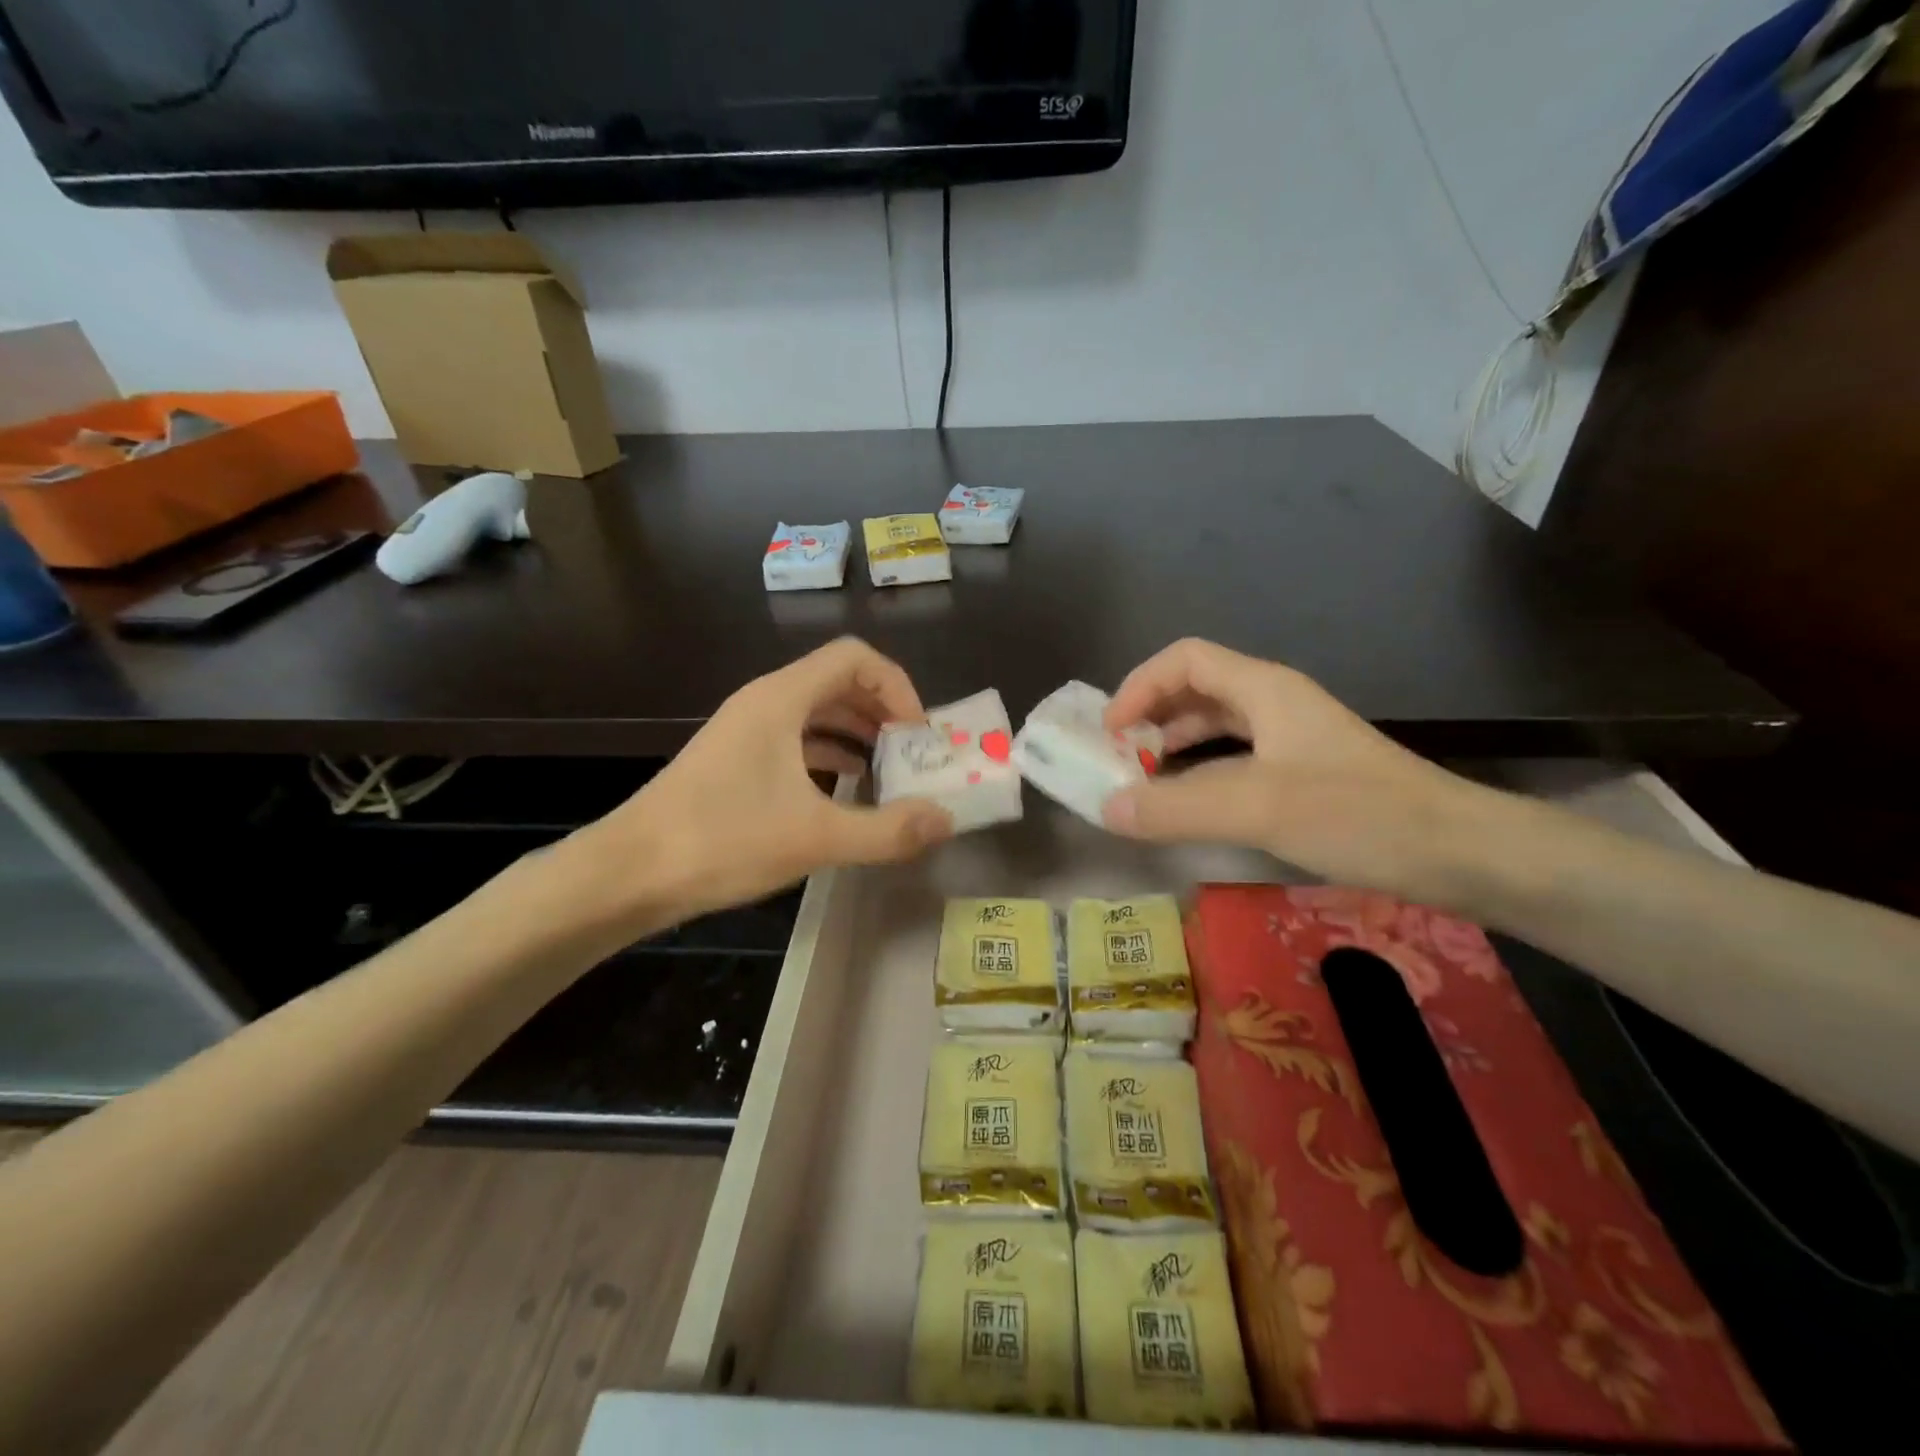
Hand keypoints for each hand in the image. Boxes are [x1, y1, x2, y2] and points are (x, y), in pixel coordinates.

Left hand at [576, 638, 953, 924]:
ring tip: (891, 773)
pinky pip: (796, 740)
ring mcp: (746, 731)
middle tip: (913, 755)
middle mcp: (764, 702)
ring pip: (817, 712)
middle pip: (839, 682)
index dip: (897, 687)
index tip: (917, 735)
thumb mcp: (815, 838)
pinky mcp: (736, 760)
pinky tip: (847, 791)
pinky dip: (830, 755)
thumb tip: (946, 820)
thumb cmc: (722, 841)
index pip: (855, 658)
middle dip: (883, 712)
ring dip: (859, 734)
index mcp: (781, 700)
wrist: (629, 873)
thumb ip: (887, 830)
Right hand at [1101, 638, 1483, 892]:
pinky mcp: (1304, 772)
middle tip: (1118, 755)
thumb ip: (1175, 808)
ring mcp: (1292, 737)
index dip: (1140, 685)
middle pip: (1197, 687)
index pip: (1185, 659)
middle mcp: (1275, 702)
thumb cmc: (1357, 813)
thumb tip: (1105, 810)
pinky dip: (1202, 769)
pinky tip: (1191, 801)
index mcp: (1264, 689)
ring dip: (1174, 742)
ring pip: (1217, 722)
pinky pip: (1236, 756)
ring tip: (1143, 777)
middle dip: (1151, 714)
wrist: (1458, 851)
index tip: (1110, 731)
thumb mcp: (1257, 808)